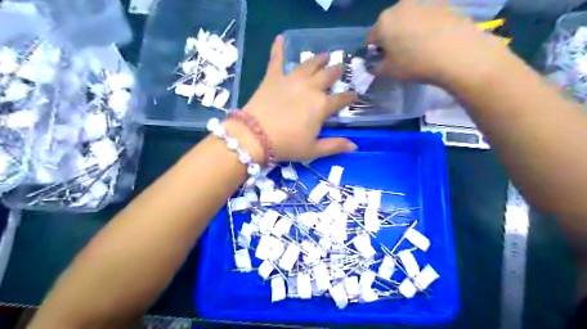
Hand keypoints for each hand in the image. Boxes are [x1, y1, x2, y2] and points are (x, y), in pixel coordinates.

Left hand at [238, 35, 356, 162]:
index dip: (350, 97)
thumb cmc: (287, 145)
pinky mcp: (273, 77)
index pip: (342, 98)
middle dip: (336, 72)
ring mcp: (291, 79)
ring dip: (319, 59)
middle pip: (327, 75)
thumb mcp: (313, 150)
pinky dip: (278, 48)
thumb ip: (334, 146)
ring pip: (309, 64)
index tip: (354, 95)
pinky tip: (280, 37)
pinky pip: (276, 59)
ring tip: (325, 55)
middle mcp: (310, 87)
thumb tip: (354, 146)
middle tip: (339, 68)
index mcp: (322, 105)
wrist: (255, 136)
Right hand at [370, 0, 514, 85]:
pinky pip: (426, 18)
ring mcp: (423, 2)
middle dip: (392, 38)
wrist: (457, 53)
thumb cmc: (414, 63)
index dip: (375, 52)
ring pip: (408, 20)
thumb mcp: (388, 72)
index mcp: (383, 22)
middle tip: (401, 55)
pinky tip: (434, 41)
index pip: (371, 39)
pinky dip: (426, 27)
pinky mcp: (442, 4)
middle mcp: (400, 6)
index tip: (384, 62)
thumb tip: (375, 64)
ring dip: (409, 31)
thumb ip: (375, 68)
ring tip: (420, 48)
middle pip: (390, 25)